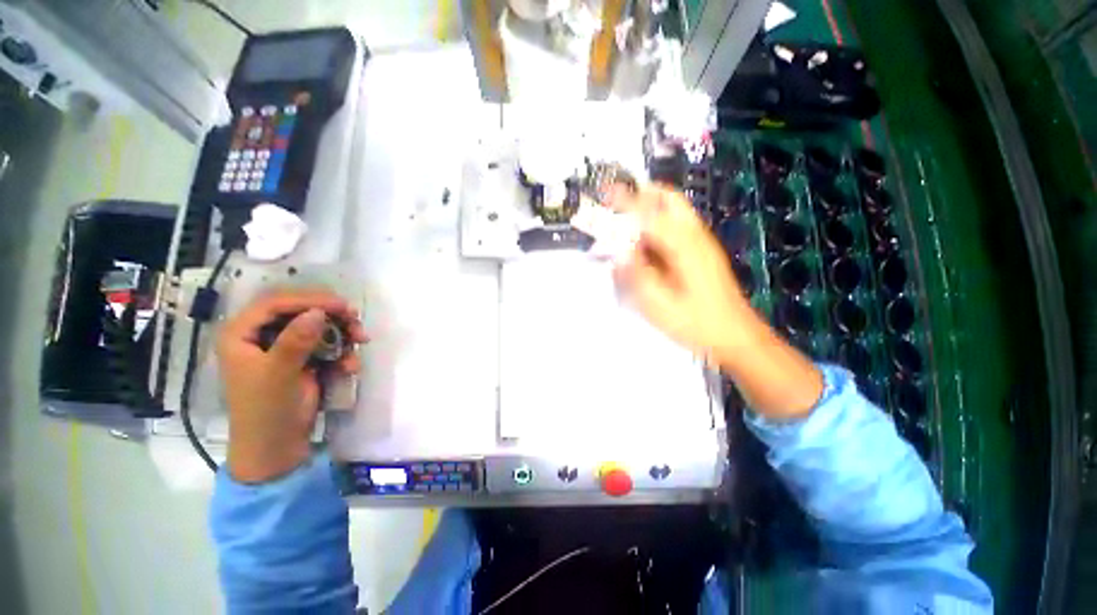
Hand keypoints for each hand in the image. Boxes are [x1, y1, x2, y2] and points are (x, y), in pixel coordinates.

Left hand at [216, 290, 366, 482]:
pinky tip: (350, 366)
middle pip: (300, 311)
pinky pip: (327, 344)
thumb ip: (296, 341)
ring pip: (318, 325)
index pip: (275, 303)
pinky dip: (343, 351)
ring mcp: (284, 347)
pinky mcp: (303, 359)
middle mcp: (262, 335)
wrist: (277, 447)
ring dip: (343, 331)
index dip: (309, 299)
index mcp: (242, 334)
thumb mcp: (278, 375)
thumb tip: (319, 312)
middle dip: (331, 314)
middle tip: (355, 319)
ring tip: (361, 341)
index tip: (341, 305)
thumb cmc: (266, 411)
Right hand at [610, 184, 822, 419]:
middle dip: (641, 195)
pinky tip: (643, 247)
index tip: (605, 194)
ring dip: (647, 210)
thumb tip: (618, 252)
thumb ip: (636, 276)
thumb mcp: (659, 304)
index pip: (649, 213)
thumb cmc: (696, 323)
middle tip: (616, 204)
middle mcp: (694, 236)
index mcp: (684, 245)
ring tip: (624, 225)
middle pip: (668, 199)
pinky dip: (655, 227)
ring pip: (672, 212)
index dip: (625, 202)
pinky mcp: (701, 253)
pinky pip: (675, 228)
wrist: (735, 336)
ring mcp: (700, 243)